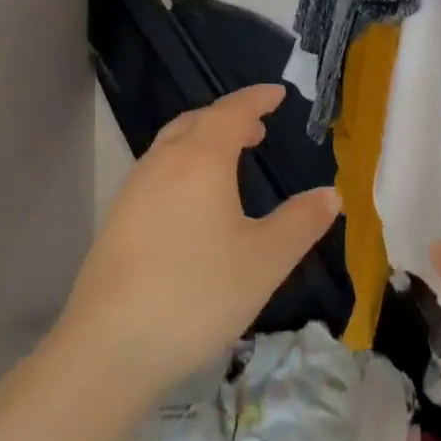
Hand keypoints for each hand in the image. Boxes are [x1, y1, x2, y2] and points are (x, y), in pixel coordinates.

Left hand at [56, 84, 340, 400]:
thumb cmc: (198, 293)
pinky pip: (157, 171)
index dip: (257, 99)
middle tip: (258, 128)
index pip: (232, 112)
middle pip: (196, 122)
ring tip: (230, 159)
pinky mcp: (117, 220)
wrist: (109, 348)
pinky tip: (193, 202)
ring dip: (203, 140)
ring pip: (172, 145)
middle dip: (229, 117)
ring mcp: (134, 191)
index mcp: (201, 160)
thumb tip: (331, 194)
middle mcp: (163, 163)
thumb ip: (301, 222)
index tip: (278, 93)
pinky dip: (183, 165)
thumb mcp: (265, 260)